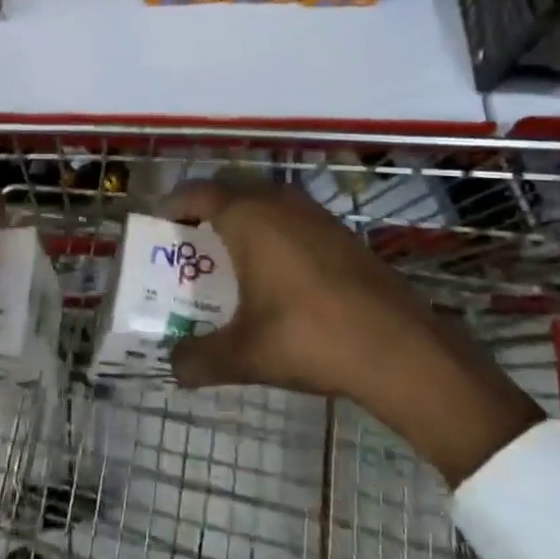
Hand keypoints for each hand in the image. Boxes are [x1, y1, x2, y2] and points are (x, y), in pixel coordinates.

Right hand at [164, 176, 542, 485]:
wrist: (399, 348)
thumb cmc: (309, 337)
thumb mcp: (245, 355)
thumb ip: (200, 359)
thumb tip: (173, 367)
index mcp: (248, 217)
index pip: (199, 193)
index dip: (175, 204)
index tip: (160, 223)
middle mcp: (280, 204)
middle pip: (232, 191)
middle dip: (208, 210)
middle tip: (193, 242)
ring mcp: (316, 215)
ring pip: (267, 203)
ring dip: (245, 220)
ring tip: (232, 256)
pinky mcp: (342, 233)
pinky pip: (293, 219)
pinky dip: (275, 233)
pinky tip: (279, 273)